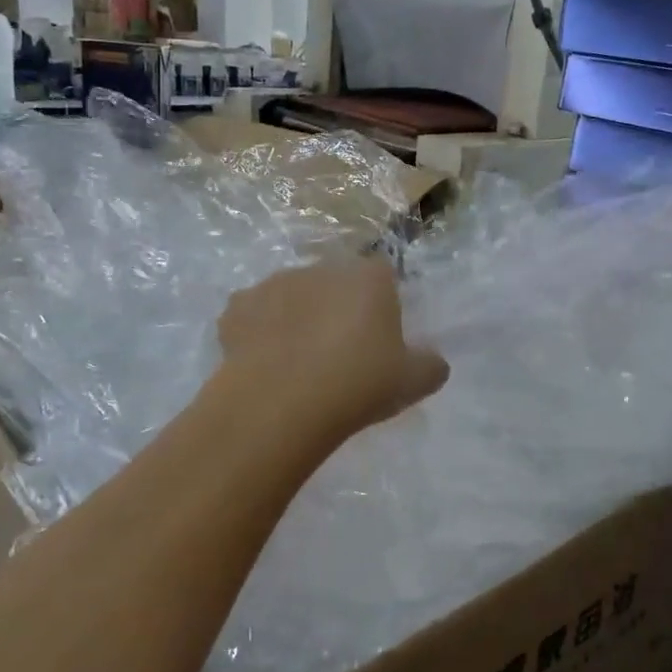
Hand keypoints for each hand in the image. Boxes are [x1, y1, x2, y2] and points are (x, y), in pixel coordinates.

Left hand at [216, 259, 448, 443]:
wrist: (282, 402)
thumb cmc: (358, 383)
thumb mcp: (413, 382)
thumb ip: (431, 365)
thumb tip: (434, 362)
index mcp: (368, 278)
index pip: (383, 276)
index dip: (382, 304)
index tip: (380, 338)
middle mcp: (322, 269)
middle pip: (335, 283)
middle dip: (337, 307)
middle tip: (340, 352)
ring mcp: (275, 284)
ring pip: (292, 295)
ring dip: (297, 317)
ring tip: (298, 361)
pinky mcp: (237, 307)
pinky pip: (254, 315)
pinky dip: (259, 331)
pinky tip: (264, 362)